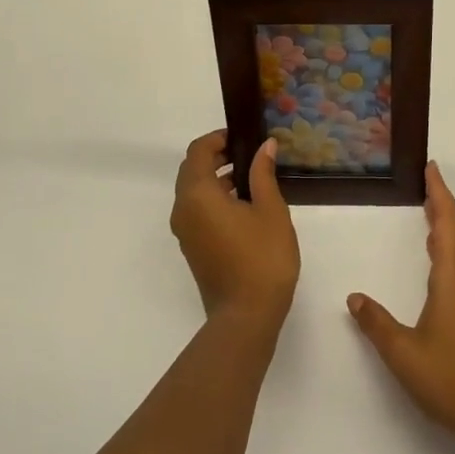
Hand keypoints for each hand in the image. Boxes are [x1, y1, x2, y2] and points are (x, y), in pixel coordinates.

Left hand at [171, 131, 299, 329]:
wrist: (246, 316)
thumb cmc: (262, 258)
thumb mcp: (271, 210)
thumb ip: (263, 174)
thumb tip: (264, 146)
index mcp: (198, 195)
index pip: (198, 151)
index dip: (218, 138)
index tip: (244, 137)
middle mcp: (183, 209)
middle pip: (192, 169)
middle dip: (217, 156)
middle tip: (249, 154)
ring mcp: (184, 231)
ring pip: (193, 191)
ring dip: (216, 177)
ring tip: (251, 178)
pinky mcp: (192, 247)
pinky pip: (196, 210)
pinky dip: (213, 197)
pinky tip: (243, 204)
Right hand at [347, 163, 454, 453]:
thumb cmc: (451, 379)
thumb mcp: (403, 353)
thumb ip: (376, 323)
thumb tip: (353, 296)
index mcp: (453, 279)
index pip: (446, 224)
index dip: (439, 194)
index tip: (431, 168)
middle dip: (443, 200)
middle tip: (427, 178)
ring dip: (447, 220)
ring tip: (429, 205)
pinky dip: (450, 242)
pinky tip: (438, 252)